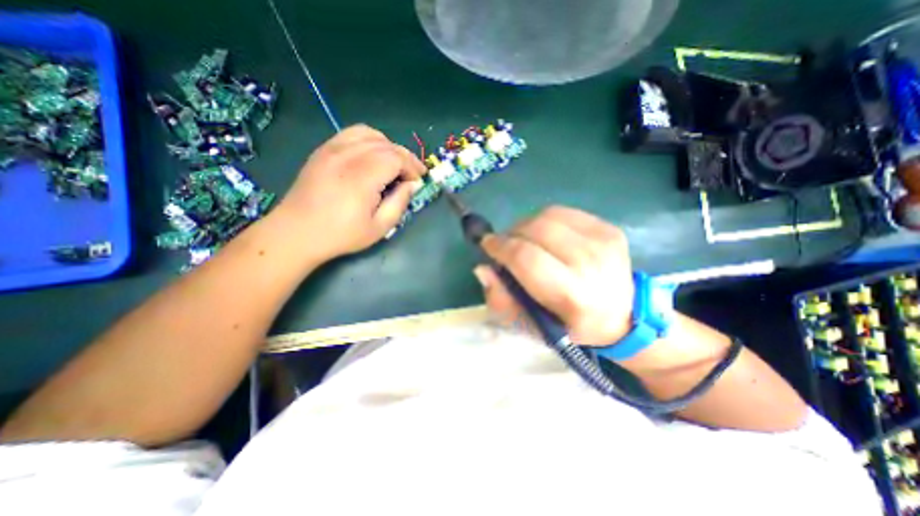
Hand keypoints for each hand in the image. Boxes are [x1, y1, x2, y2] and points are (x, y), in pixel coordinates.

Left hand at [271, 126, 426, 262]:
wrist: (297, 232)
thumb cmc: (341, 234)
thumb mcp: (379, 228)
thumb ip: (399, 203)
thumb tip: (412, 185)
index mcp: (363, 177)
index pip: (397, 158)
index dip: (412, 168)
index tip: (418, 182)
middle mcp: (348, 156)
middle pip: (387, 145)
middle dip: (406, 158)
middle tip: (414, 174)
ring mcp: (333, 149)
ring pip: (371, 135)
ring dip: (390, 147)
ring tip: (395, 164)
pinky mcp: (324, 149)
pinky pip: (353, 133)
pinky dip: (370, 140)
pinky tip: (374, 155)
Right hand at [482, 205, 633, 346]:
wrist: (621, 317)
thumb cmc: (569, 326)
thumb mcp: (530, 326)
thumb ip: (501, 300)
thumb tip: (483, 268)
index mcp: (573, 294)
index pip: (526, 258)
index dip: (500, 247)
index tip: (487, 245)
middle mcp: (592, 263)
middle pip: (536, 230)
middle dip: (511, 234)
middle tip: (505, 245)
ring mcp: (604, 241)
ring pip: (547, 216)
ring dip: (526, 225)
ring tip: (523, 240)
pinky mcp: (608, 228)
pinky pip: (563, 212)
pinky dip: (545, 220)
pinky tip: (545, 235)